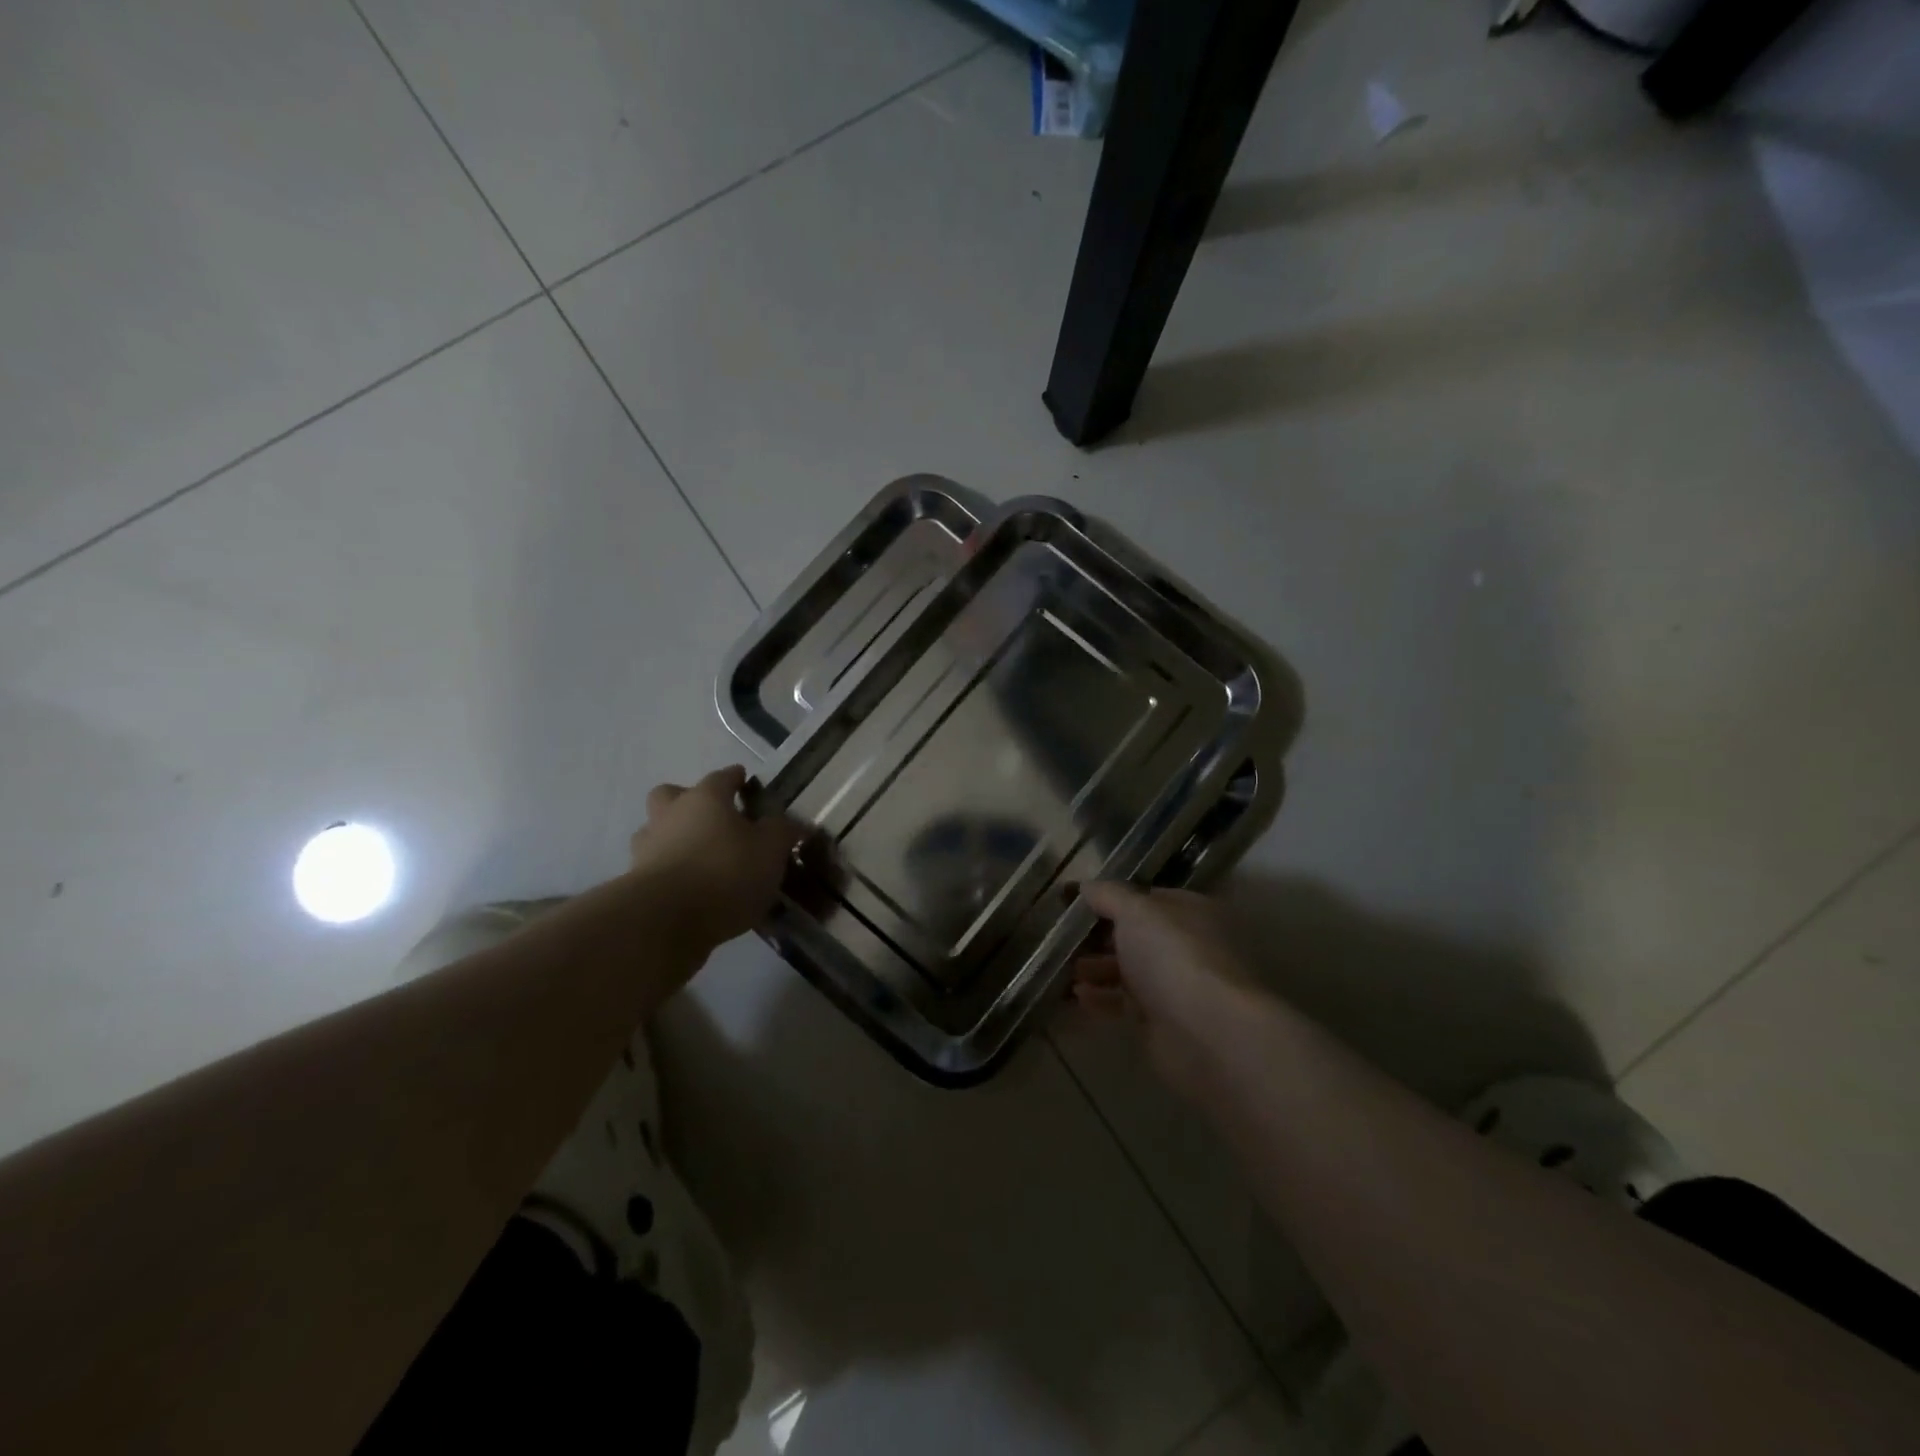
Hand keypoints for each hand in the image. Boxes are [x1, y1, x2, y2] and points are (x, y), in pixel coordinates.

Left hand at [630, 766, 806, 952]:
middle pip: (671, 796)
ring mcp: (647, 849)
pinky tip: (693, 893)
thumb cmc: (725, 872)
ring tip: (701, 860)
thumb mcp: (771, 849)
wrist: (665, 921)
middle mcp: (670, 815)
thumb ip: (782, 832)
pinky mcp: (635, 884)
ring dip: (674, 840)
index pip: (722, 777)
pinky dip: (671, 875)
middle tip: (712, 819)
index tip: (744, 780)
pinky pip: (656, 870)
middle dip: (688, 801)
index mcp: (705, 798)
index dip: (735, 778)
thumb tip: (790, 823)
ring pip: (657, 833)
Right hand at [1071, 883, 1256, 1101]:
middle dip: (1102, 937)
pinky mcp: (1165, 1023)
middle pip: (1138, 936)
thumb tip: (1086, 885)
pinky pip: (1127, 1004)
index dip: (1111, 898)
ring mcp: (1178, 986)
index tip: (1075, 902)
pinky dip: (1103, 999)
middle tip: (1066, 938)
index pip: (1147, 898)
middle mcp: (1188, 945)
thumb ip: (1108, 895)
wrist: (1208, 1032)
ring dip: (1098, 968)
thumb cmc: (1173, 956)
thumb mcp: (1136, 911)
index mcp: (1191, 911)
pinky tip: (1078, 996)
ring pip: (1131, 971)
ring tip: (1066, 968)